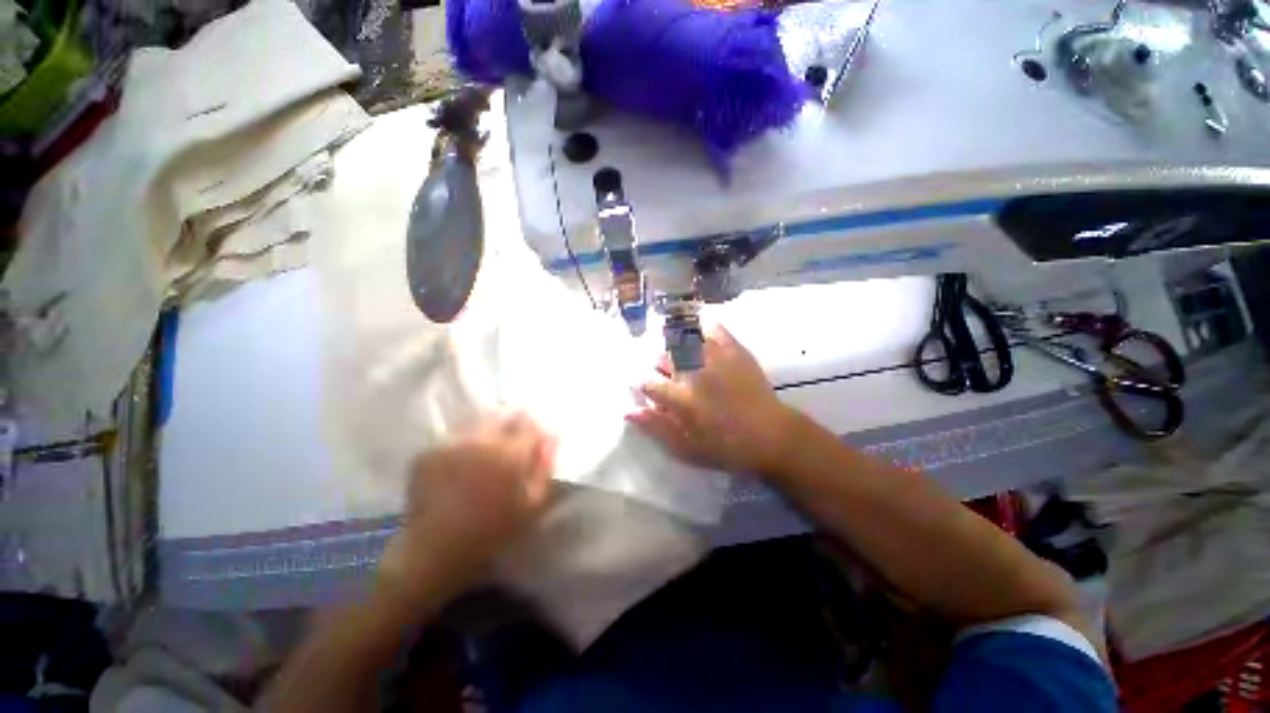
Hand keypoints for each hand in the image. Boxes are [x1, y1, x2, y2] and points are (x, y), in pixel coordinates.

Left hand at [379, 413, 556, 600]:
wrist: (435, 550)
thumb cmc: (492, 530)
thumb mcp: (532, 503)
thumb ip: (545, 465)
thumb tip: (552, 436)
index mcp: (509, 452)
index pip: (530, 423)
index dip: (536, 430)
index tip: (536, 441)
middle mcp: (480, 439)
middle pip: (504, 414)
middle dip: (514, 423)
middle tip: (513, 444)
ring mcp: (451, 442)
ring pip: (479, 421)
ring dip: (490, 429)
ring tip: (488, 452)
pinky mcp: (429, 451)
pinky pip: (456, 436)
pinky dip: (466, 442)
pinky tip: (464, 462)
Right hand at [627, 324, 793, 474]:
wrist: (771, 436)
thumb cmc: (726, 448)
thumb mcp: (686, 448)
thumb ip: (656, 427)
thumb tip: (628, 411)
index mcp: (680, 398)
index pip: (647, 382)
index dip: (640, 382)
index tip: (643, 385)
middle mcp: (693, 372)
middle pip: (662, 356)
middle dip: (658, 364)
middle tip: (666, 373)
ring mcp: (714, 357)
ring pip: (683, 339)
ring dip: (674, 345)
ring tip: (679, 354)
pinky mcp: (734, 349)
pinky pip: (713, 328)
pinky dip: (702, 328)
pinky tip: (699, 335)